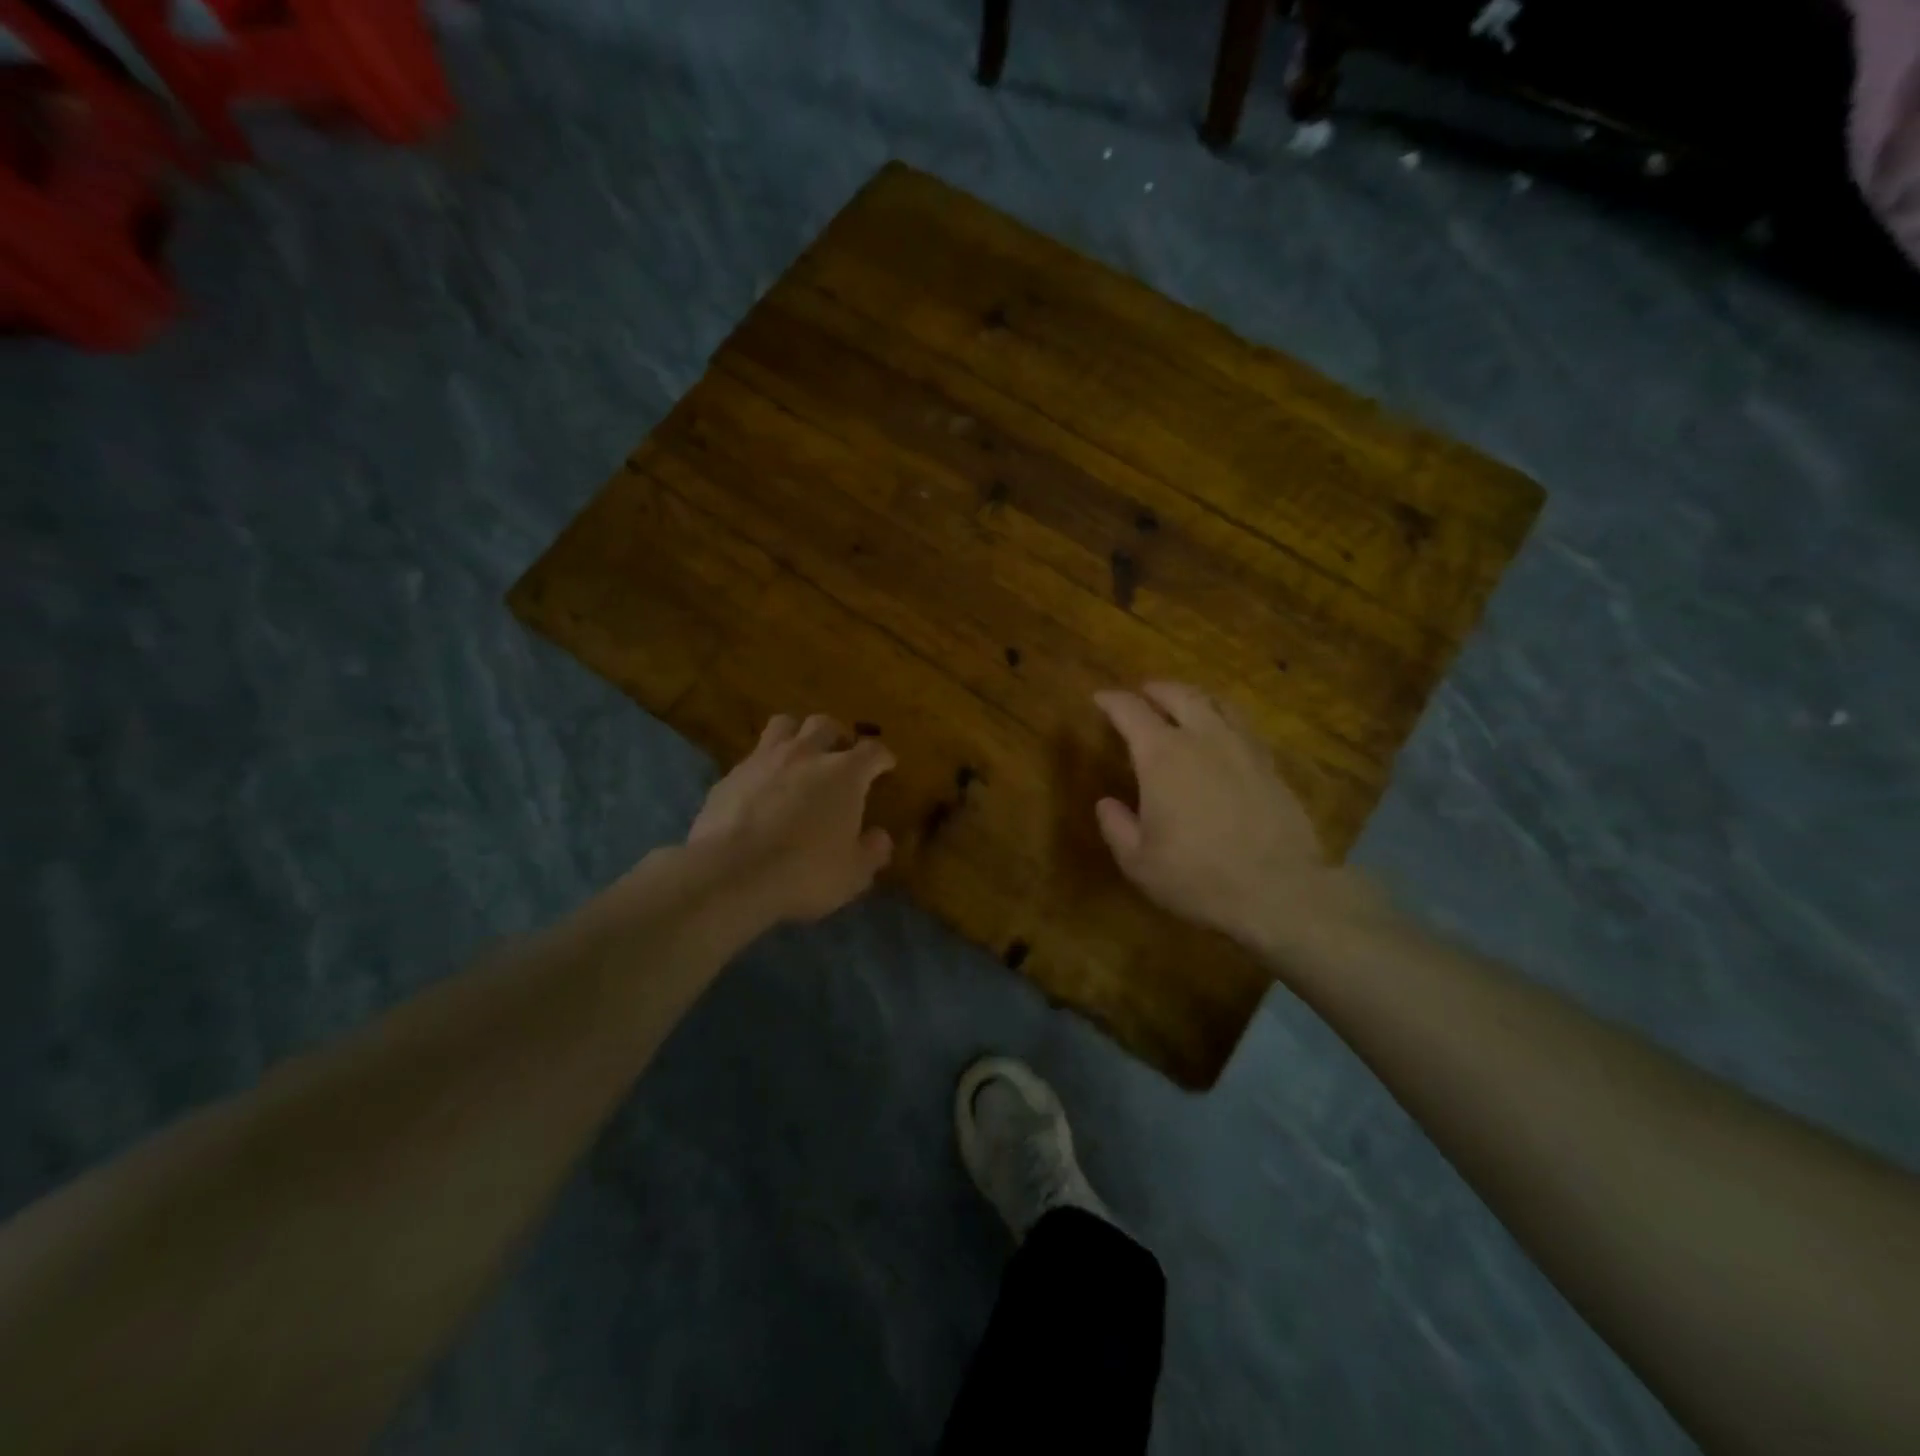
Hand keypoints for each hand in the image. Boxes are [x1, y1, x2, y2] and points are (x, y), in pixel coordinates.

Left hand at [688, 714, 896, 923]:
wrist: (731, 873)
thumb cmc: (804, 871)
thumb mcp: (853, 873)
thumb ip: (872, 851)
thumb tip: (879, 837)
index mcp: (844, 773)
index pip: (872, 751)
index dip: (882, 757)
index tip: (886, 765)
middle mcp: (806, 755)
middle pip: (825, 724)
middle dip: (838, 735)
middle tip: (841, 753)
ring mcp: (764, 760)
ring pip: (784, 725)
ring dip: (797, 734)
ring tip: (800, 755)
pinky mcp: (730, 775)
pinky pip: (752, 757)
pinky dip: (764, 766)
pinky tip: (762, 787)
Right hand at [1093, 683, 1356, 952]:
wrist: (1280, 891)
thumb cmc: (1197, 877)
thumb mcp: (1138, 862)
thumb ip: (1117, 827)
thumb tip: (1106, 803)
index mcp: (1162, 756)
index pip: (1131, 712)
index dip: (1112, 701)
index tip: (1100, 698)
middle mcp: (1202, 738)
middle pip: (1178, 695)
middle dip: (1156, 689)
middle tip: (1143, 692)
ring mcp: (1242, 748)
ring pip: (1216, 703)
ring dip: (1193, 696)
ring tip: (1184, 701)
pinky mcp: (1270, 764)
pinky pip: (1242, 725)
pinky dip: (1224, 717)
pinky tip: (1222, 732)